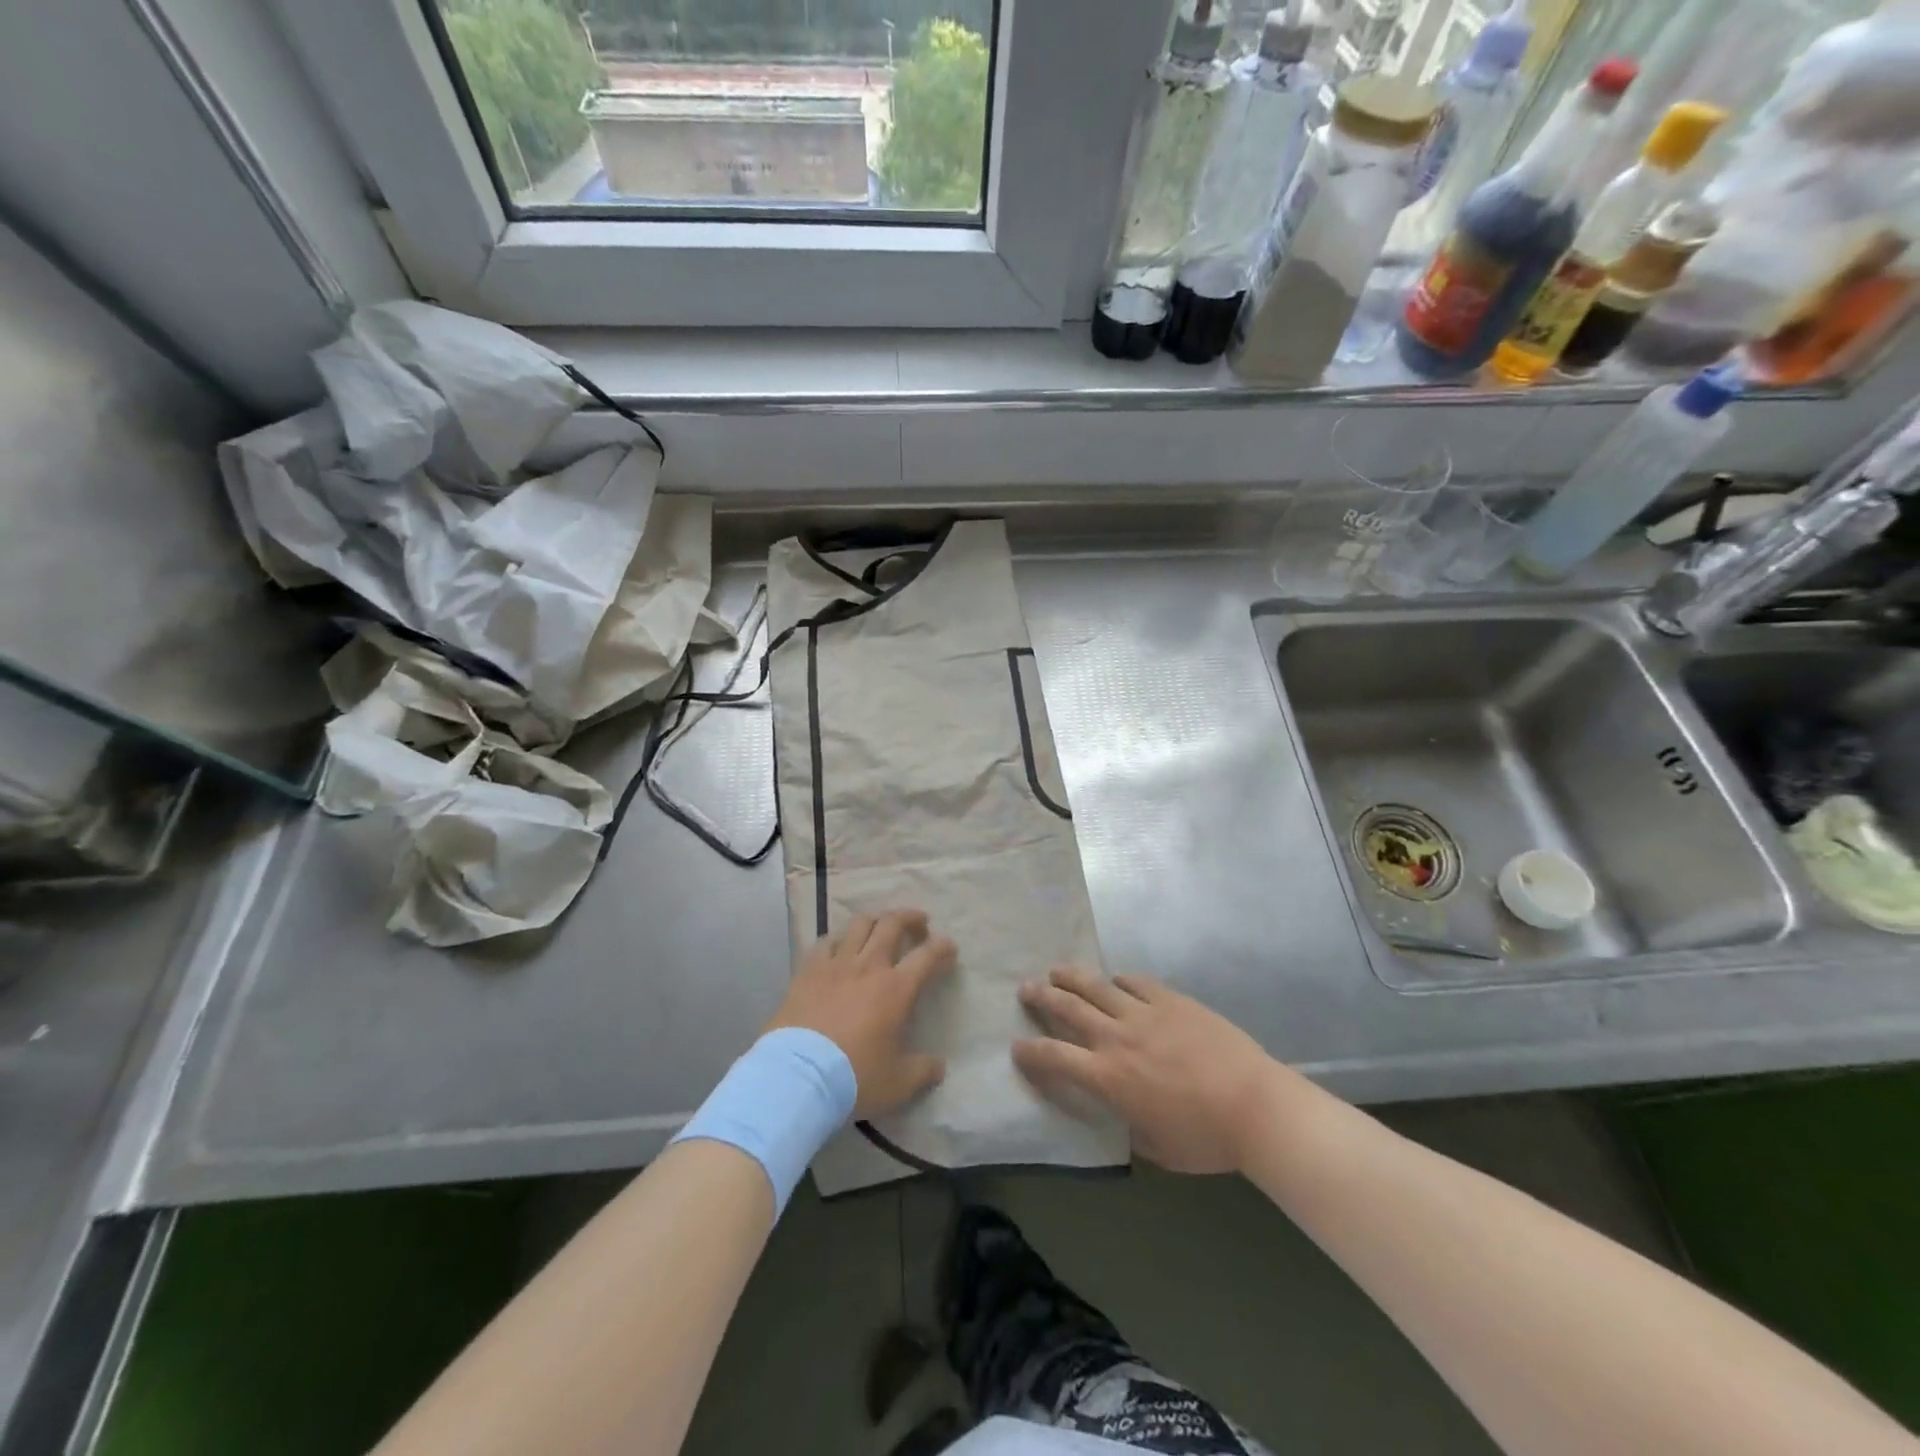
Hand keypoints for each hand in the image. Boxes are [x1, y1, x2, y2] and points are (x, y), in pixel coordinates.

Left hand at [766, 910, 956, 1118]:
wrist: (798, 1077)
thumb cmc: (854, 1078)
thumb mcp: (898, 1083)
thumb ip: (922, 1071)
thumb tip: (939, 1066)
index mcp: (896, 989)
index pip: (927, 956)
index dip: (942, 947)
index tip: (949, 947)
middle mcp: (869, 967)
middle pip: (892, 925)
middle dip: (910, 918)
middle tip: (919, 923)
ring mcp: (836, 965)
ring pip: (859, 924)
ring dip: (876, 919)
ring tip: (881, 923)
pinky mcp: (808, 971)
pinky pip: (826, 942)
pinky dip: (838, 938)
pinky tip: (840, 945)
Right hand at [1014, 968, 1279, 1174]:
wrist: (1254, 1106)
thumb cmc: (1206, 1139)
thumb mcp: (1156, 1148)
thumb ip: (1128, 1126)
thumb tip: (1120, 1113)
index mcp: (1109, 1078)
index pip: (1055, 1058)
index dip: (1030, 1052)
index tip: (1016, 1047)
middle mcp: (1117, 1038)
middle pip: (1068, 1008)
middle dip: (1041, 997)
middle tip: (1025, 988)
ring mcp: (1145, 1013)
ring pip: (1097, 985)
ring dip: (1071, 977)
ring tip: (1056, 970)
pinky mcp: (1171, 1000)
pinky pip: (1136, 982)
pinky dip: (1119, 980)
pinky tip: (1115, 980)